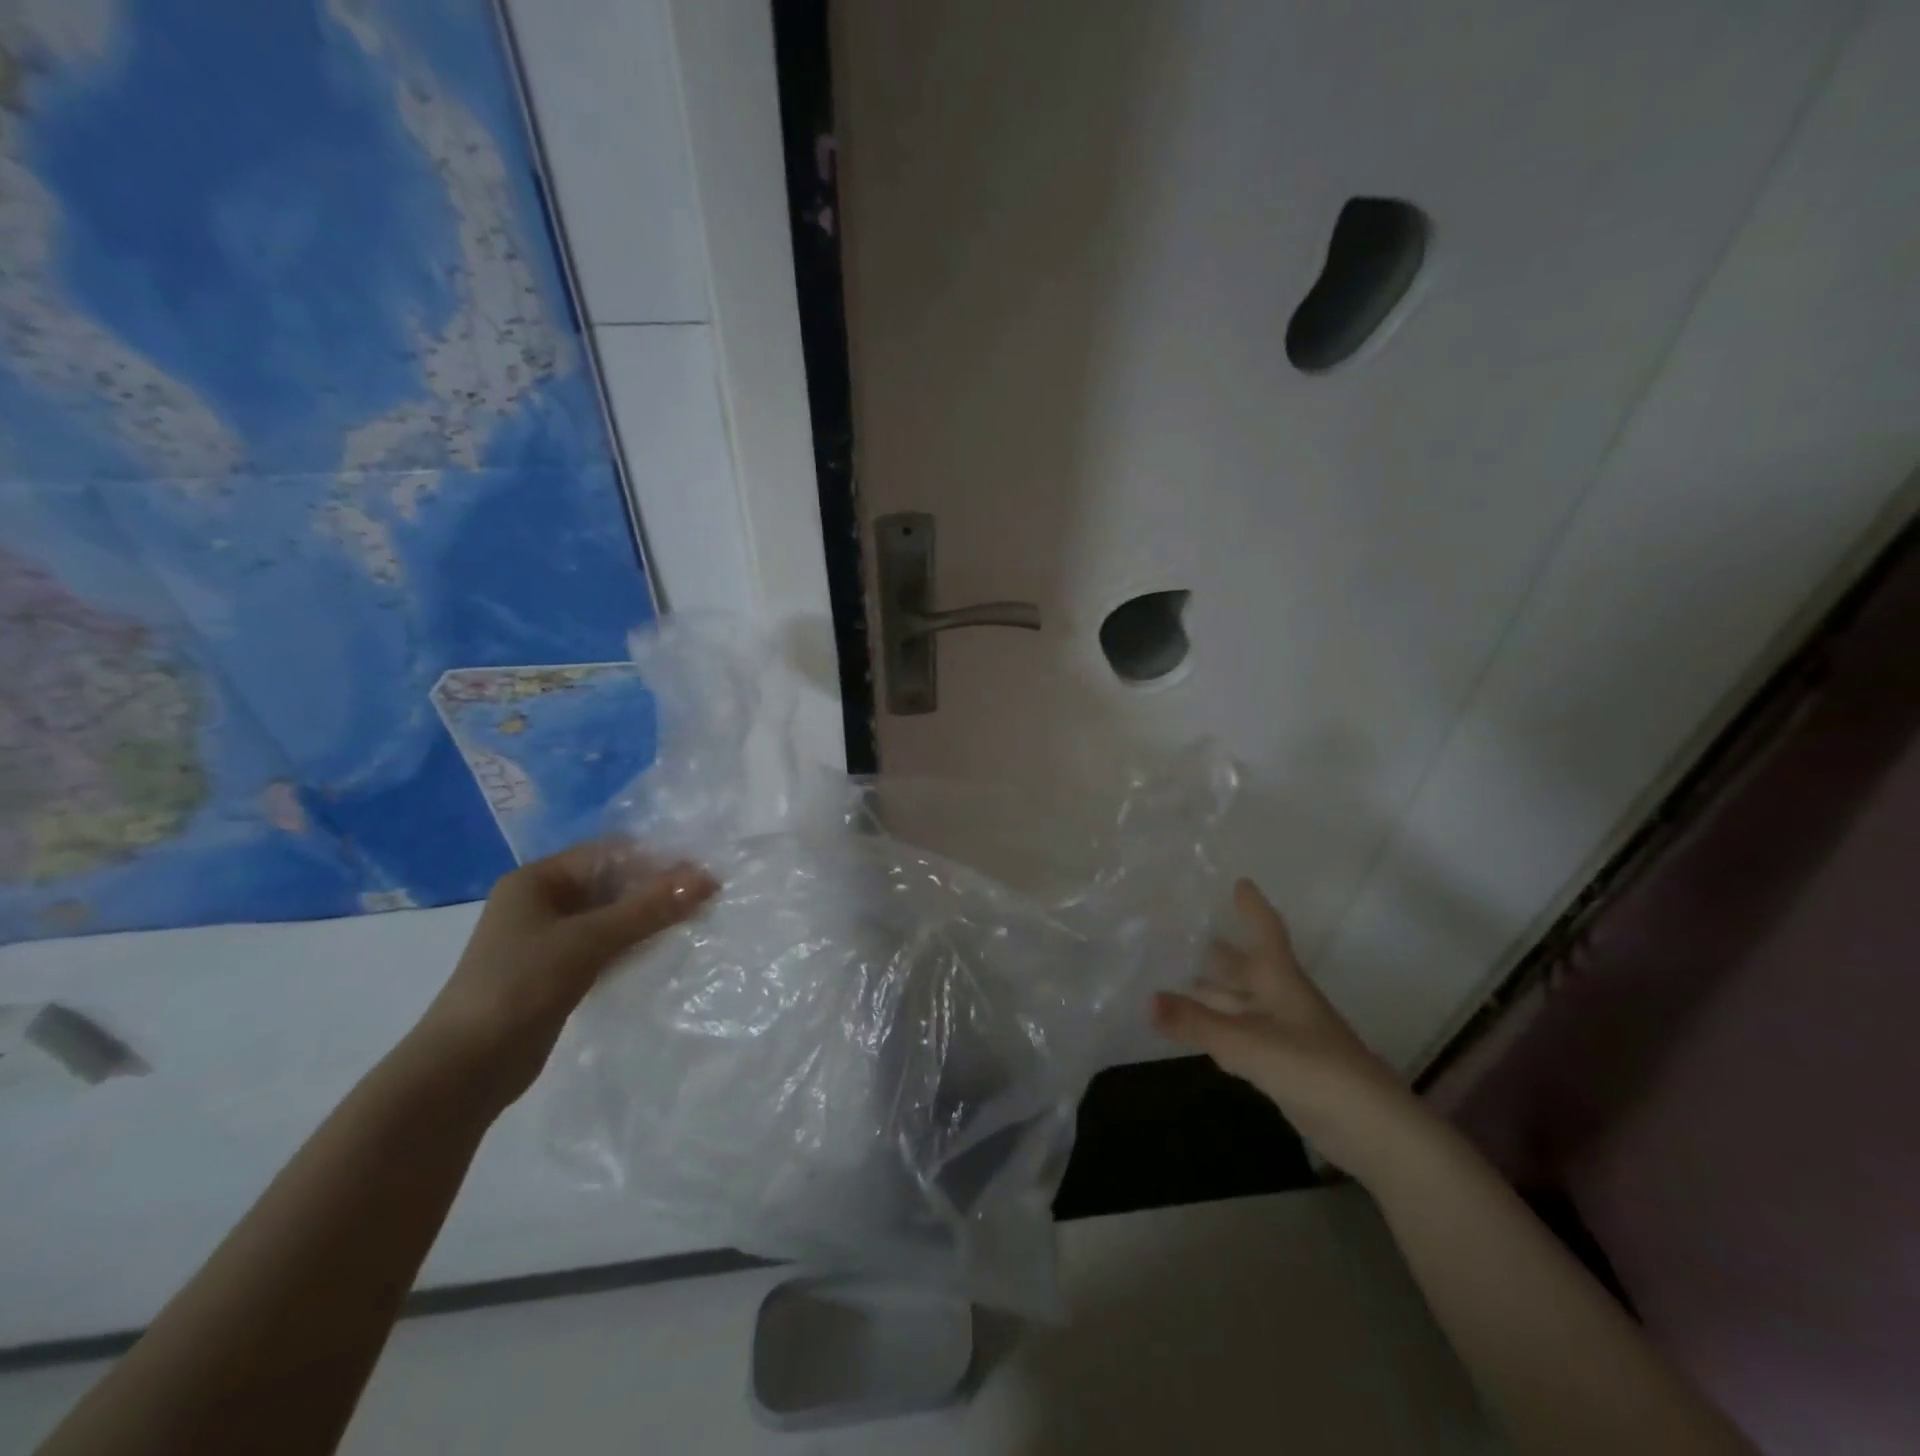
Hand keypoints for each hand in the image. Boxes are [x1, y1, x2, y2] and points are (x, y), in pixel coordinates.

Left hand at [412, 842, 717, 1108]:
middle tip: (707, 897)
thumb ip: (649, 908)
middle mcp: (542, 902)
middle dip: (656, 889)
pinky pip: (606, 945)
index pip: (609, 854)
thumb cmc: (520, 986)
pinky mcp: (558, 972)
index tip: (702, 872)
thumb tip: (708, 878)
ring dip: (649, 918)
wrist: (464, 1071)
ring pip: (611, 916)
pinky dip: (634, 944)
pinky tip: (666, 948)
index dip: (655, 859)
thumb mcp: (589, 940)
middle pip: (611, 883)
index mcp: (537, 879)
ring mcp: (549, 939)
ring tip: (697, 919)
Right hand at [1152, 879, 1435, 1180]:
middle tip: (1183, 932)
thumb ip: (1196, 1023)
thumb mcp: (1248, 1042)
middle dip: (1220, 950)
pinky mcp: (1283, 1062)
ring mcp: (1285, 1032)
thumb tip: (1145, 1001)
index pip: (1266, 931)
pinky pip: (1242, 1030)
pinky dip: (1218, 1023)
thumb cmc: (1313, 1068)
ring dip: (1214, 989)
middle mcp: (1282, 998)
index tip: (1239, 882)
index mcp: (1280, 980)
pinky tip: (1198, 1028)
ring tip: (1175, 977)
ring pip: (1242, 1000)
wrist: (1371, 1129)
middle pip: (1248, 965)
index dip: (1253, 907)